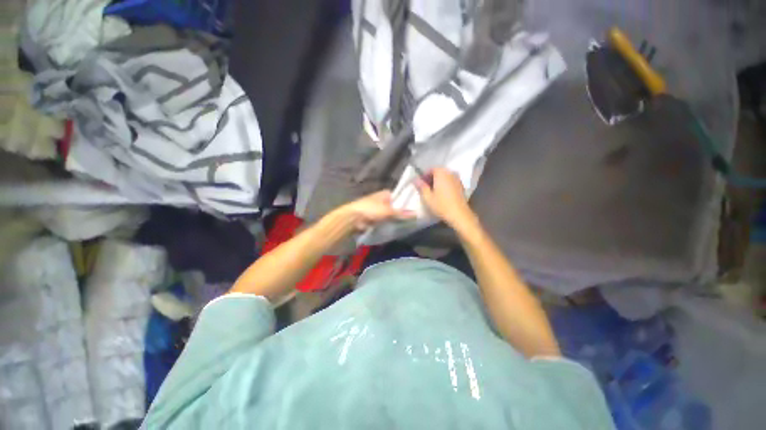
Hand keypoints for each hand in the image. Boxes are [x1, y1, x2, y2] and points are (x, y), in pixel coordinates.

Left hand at [339, 190, 414, 230]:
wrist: (353, 219)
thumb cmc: (370, 209)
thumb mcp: (388, 211)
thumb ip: (402, 213)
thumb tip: (416, 214)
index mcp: (385, 194)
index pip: (400, 196)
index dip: (408, 201)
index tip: (417, 208)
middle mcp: (383, 200)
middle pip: (396, 206)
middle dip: (403, 212)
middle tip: (415, 218)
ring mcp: (378, 210)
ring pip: (391, 215)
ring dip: (397, 219)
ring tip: (409, 224)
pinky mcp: (375, 219)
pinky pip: (386, 221)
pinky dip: (390, 224)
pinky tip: (398, 228)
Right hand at [415, 168, 476, 229]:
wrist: (459, 214)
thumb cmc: (441, 205)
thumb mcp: (427, 197)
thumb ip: (421, 186)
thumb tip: (415, 179)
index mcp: (441, 173)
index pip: (431, 169)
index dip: (424, 175)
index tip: (420, 183)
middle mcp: (450, 173)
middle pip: (439, 171)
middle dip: (431, 178)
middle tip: (426, 187)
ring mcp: (457, 179)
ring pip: (445, 176)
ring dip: (439, 181)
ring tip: (433, 191)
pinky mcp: (461, 185)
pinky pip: (450, 181)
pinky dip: (445, 184)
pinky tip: (442, 193)